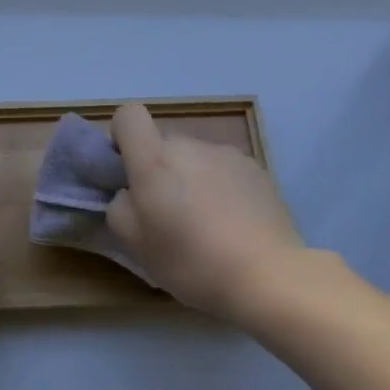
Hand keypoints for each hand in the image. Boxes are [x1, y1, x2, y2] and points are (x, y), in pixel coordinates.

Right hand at [106, 103, 302, 320]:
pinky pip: (224, 170)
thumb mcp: (137, 246)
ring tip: (207, 225)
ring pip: (195, 159)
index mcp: (155, 159)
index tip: (128, 173)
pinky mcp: (255, 168)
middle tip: (168, 216)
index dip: (123, 137)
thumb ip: (120, 208)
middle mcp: (189, 145)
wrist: (269, 275)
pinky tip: (234, 224)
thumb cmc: (193, 261)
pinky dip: (222, 188)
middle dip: (160, 172)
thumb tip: (129, 193)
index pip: (129, 115)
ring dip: (192, 180)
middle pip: (163, 145)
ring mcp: (226, 153)